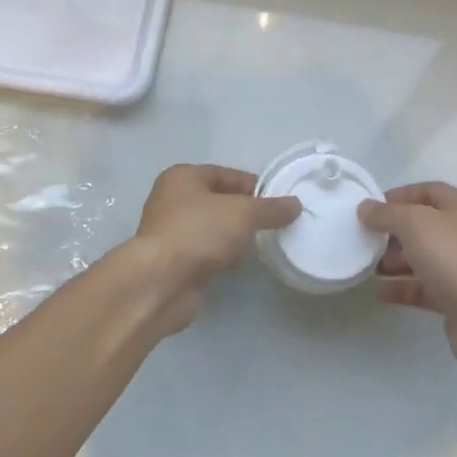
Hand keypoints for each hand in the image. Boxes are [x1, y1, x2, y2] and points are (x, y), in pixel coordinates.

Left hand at [128, 165, 301, 333]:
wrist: (160, 281)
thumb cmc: (199, 232)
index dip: (254, 187)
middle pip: (219, 201)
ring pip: (211, 228)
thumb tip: (295, 205)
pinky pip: (205, 252)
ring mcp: (170, 232)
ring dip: (233, 236)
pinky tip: (238, 264)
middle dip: (245, 213)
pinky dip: (221, 256)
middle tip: (273, 225)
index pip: (227, 175)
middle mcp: (172, 199)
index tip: (279, 203)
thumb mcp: (243, 213)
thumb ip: (270, 208)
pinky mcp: (173, 261)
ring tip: (260, 245)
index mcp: (183, 176)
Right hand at [359, 183, 456, 380]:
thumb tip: (365, 207)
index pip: (426, 191)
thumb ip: (387, 213)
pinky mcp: (455, 299)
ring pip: (421, 258)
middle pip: (422, 226)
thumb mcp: (415, 224)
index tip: (370, 209)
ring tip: (366, 266)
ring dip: (393, 261)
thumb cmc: (454, 258)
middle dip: (392, 231)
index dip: (398, 196)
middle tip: (365, 239)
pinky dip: (401, 288)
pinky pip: (422, 288)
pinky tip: (378, 292)